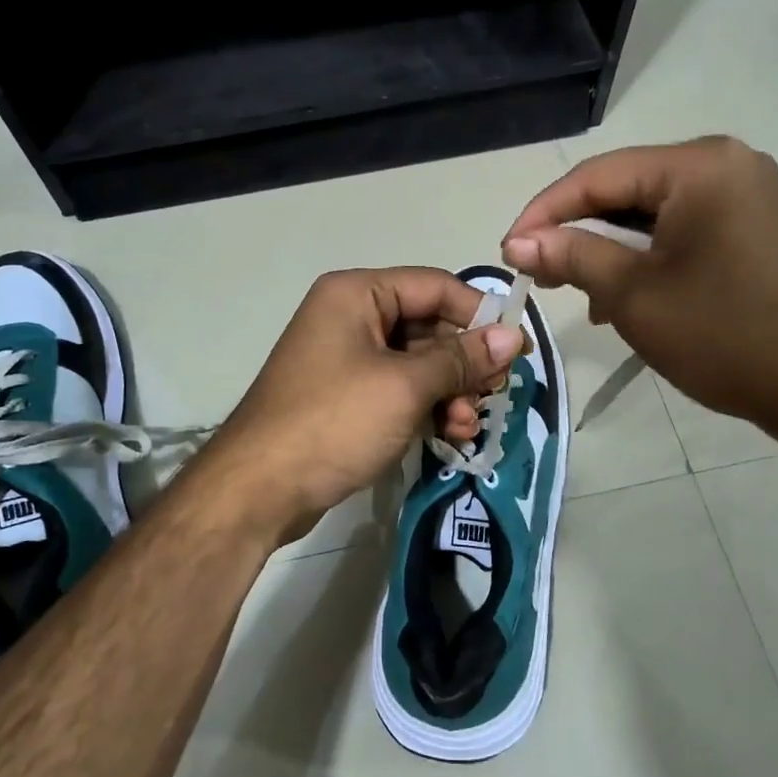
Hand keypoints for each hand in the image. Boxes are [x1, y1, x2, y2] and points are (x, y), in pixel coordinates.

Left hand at [194, 268, 525, 546]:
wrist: (259, 489)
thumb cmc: (334, 422)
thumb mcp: (405, 386)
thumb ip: (461, 359)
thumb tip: (513, 337)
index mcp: (357, 294)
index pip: (435, 286)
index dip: (480, 315)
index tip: (518, 350)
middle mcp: (351, 316)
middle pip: (428, 326)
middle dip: (464, 364)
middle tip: (494, 395)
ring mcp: (346, 358)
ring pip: (417, 363)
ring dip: (450, 392)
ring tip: (466, 428)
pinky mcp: (346, 396)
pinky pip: (399, 390)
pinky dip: (426, 408)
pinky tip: (448, 436)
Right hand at [503, 137, 777, 433]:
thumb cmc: (725, 335)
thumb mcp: (633, 295)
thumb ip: (572, 257)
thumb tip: (517, 243)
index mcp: (699, 166)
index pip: (598, 176)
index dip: (544, 212)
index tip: (507, 251)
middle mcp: (727, 164)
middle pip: (626, 189)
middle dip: (578, 233)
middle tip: (540, 275)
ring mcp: (747, 194)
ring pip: (652, 213)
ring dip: (610, 249)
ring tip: (580, 293)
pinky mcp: (755, 226)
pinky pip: (683, 229)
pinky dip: (647, 257)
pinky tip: (626, 295)